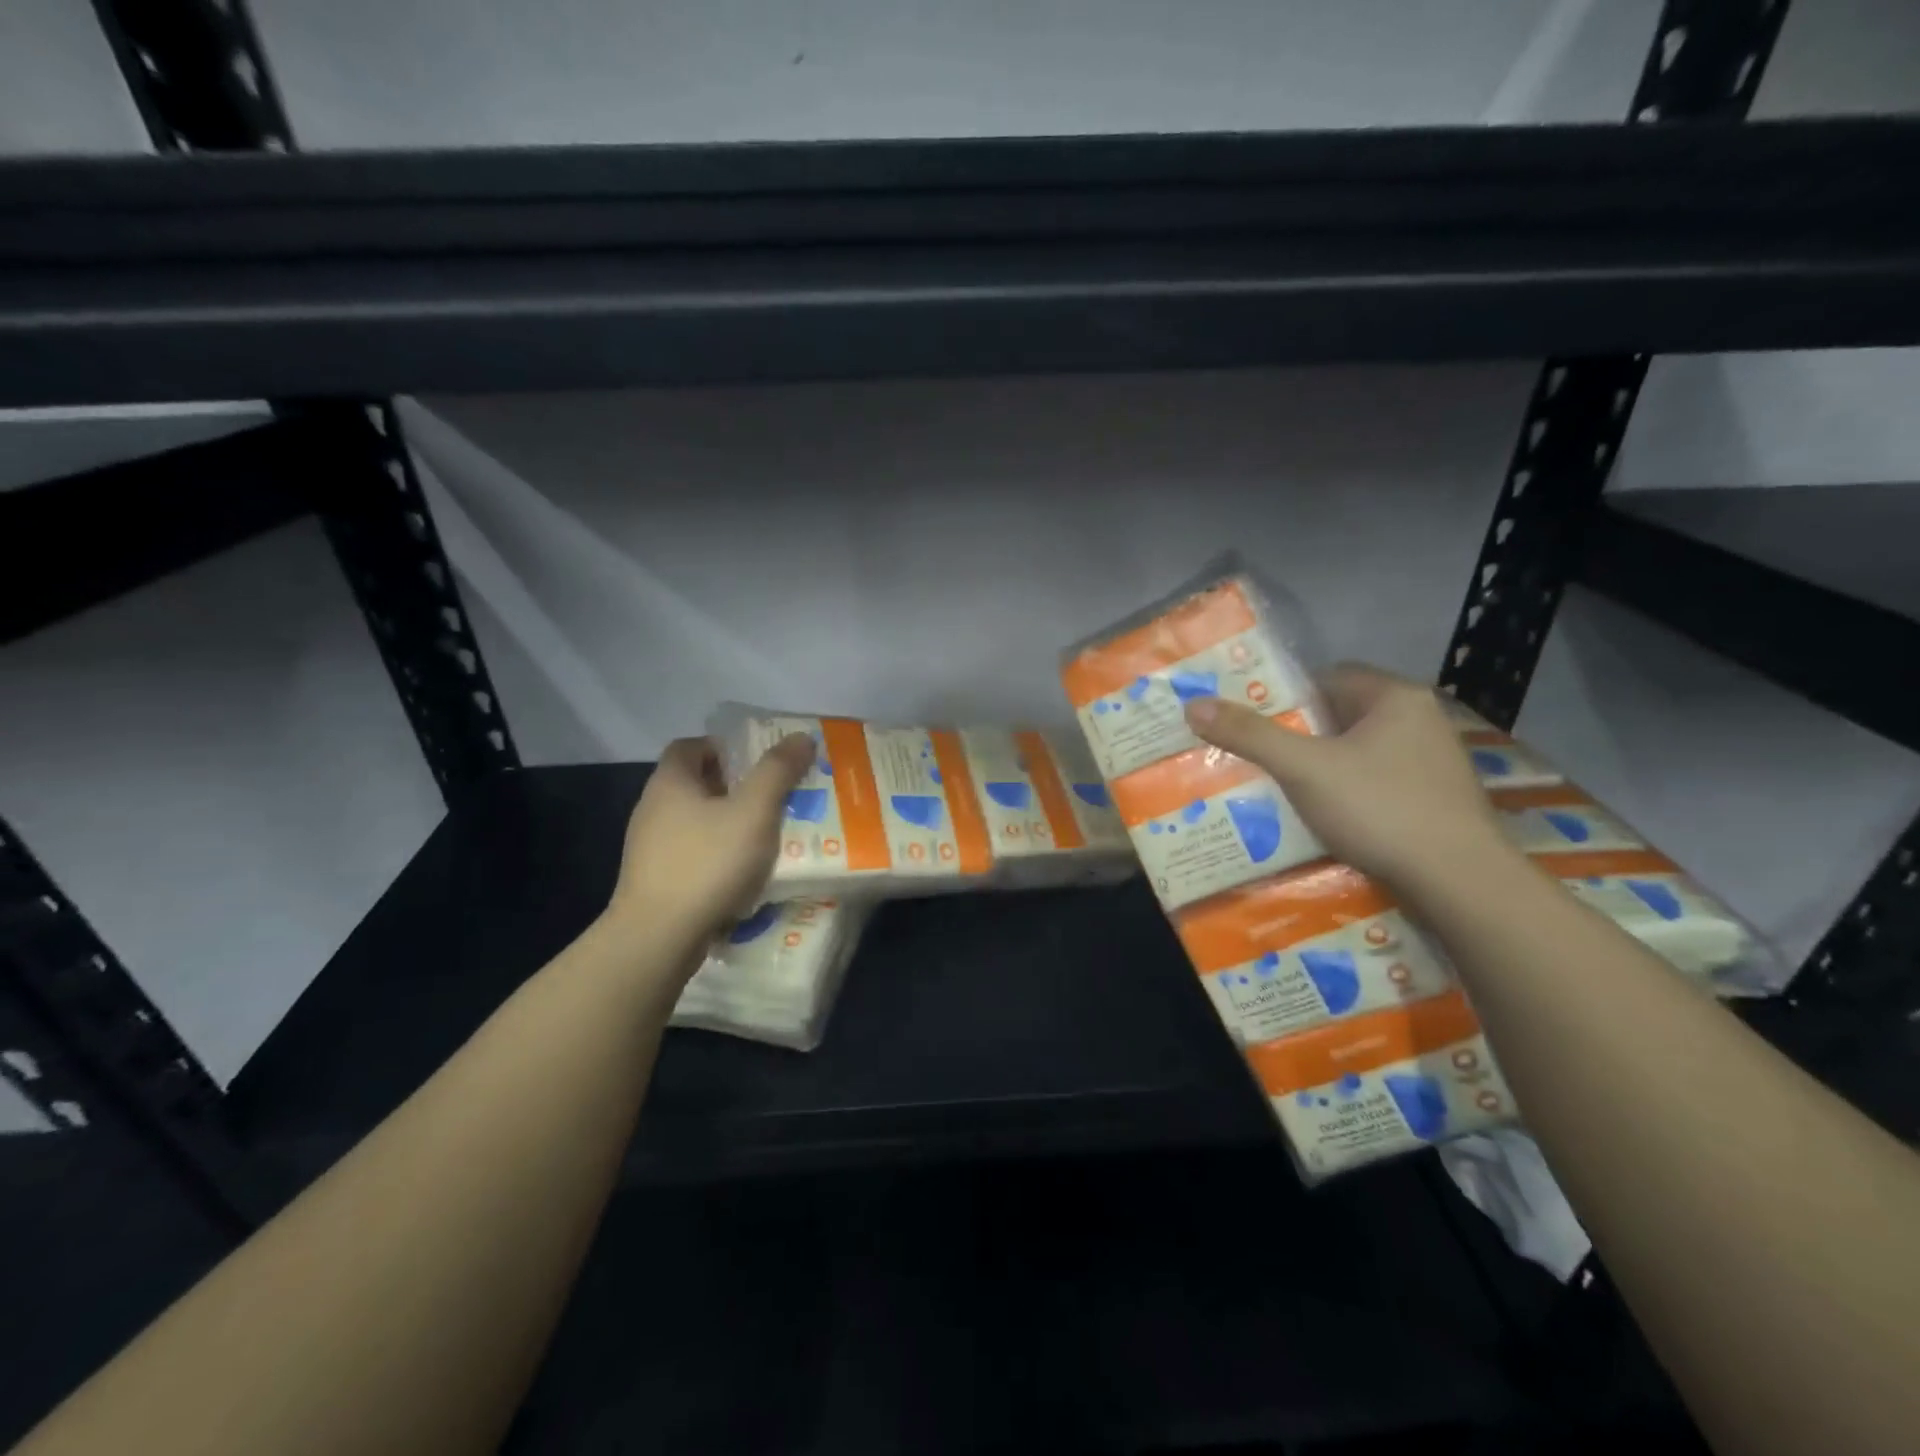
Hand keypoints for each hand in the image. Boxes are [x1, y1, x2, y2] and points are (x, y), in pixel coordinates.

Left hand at [605, 733, 815, 948]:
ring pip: (696, 822)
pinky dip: (718, 855)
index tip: (758, 762)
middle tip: (774, 796)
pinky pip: (693, 855)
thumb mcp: (754, 811)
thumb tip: (800, 737)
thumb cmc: (708, 862)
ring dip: (728, 824)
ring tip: (767, 836)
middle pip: (695, 784)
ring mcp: (649, 848)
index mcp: (670, 782)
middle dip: (734, 787)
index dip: (723, 747)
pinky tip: (744, 873)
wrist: (658, 937)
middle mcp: (653, 808)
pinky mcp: (656, 881)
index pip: (690, 746)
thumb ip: (777, 771)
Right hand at [1184, 664, 1506, 890]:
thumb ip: (1250, 735)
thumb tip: (1194, 705)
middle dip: (1299, 736)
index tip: (1252, 721)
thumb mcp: (1303, 768)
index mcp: (1396, 697)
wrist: (1460, 882)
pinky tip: (1324, 818)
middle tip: (1257, 756)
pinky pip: (1378, 783)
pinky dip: (1349, 794)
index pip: (1328, 677)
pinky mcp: (1436, 801)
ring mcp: (1434, 763)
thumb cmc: (1380, 808)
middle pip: (1342, 716)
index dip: (1286, 696)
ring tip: (1280, 788)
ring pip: (1359, 753)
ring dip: (1323, 768)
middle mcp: (1421, 721)